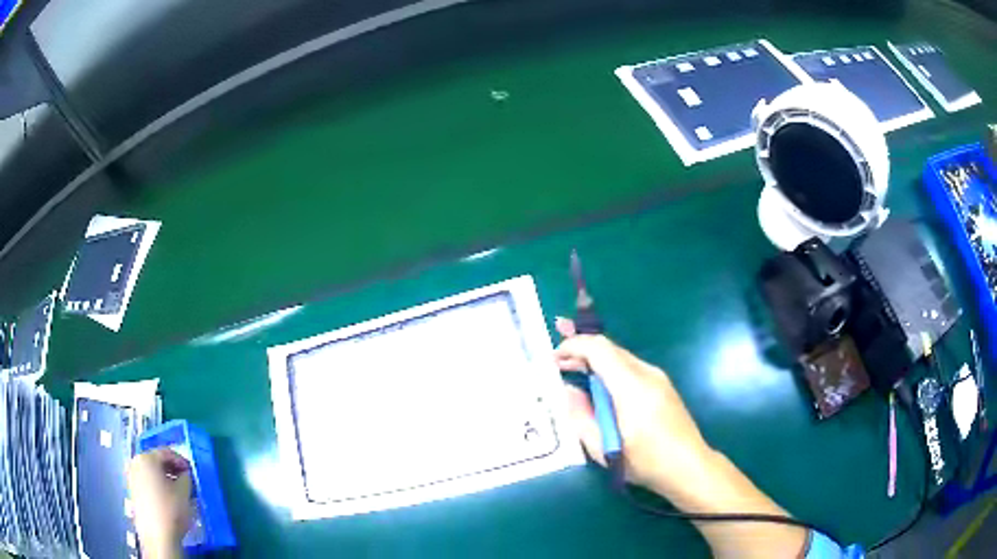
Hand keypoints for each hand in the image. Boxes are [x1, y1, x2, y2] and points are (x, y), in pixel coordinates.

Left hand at [127, 448, 193, 558]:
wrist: (157, 536)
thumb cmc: (171, 510)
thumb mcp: (184, 492)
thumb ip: (186, 478)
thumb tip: (185, 475)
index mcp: (147, 458)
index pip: (166, 452)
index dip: (181, 460)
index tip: (192, 471)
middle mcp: (135, 463)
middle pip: (156, 461)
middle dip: (172, 470)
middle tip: (186, 481)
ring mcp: (131, 478)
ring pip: (151, 473)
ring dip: (165, 479)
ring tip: (178, 491)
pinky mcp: (132, 492)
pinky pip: (146, 483)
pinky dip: (157, 486)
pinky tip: (168, 499)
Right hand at [555, 318, 807, 557]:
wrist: (689, 466)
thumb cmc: (646, 461)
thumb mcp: (604, 447)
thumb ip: (581, 416)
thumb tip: (567, 390)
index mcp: (632, 386)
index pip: (599, 349)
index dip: (573, 346)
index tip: (553, 357)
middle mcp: (647, 373)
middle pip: (609, 349)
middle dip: (580, 351)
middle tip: (556, 363)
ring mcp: (658, 377)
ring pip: (619, 357)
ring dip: (594, 361)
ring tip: (572, 373)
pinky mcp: (662, 385)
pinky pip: (630, 369)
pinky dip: (609, 371)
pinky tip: (599, 388)